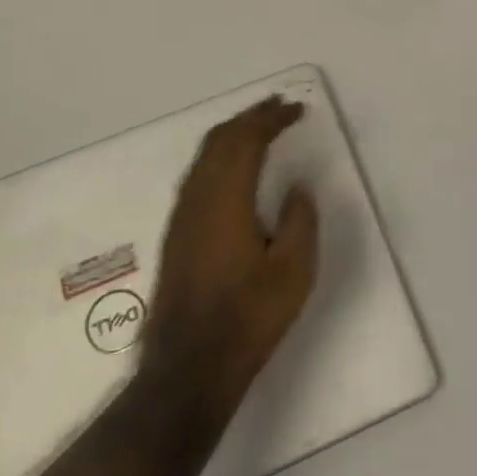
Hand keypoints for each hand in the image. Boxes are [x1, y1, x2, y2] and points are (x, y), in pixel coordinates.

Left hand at [145, 96, 319, 412]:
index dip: (271, 119)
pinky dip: (220, 156)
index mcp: (225, 199)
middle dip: (249, 117)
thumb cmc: (248, 318)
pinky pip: (198, 175)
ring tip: (260, 128)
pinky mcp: (176, 235)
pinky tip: (235, 168)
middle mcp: (196, 198)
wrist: (188, 368)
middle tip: (278, 107)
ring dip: (233, 135)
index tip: (297, 109)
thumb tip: (297, 188)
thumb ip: (300, 221)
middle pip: (219, 140)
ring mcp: (181, 217)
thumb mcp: (294, 271)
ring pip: (204, 156)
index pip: (246, 141)